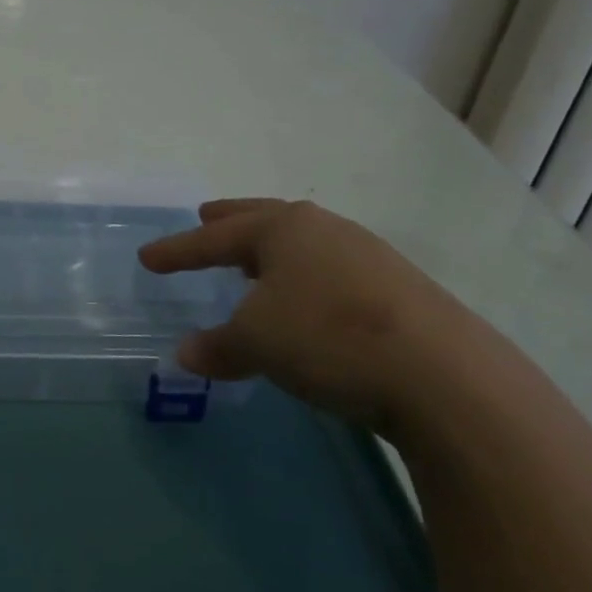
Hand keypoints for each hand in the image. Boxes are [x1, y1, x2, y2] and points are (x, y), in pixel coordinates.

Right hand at [137, 198, 490, 430]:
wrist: (444, 375)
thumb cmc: (329, 338)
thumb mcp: (258, 343)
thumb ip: (218, 346)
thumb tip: (186, 355)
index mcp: (283, 228)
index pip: (215, 237)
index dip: (178, 250)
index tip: (147, 258)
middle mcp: (324, 229)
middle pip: (264, 218)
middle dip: (230, 221)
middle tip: (205, 215)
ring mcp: (367, 255)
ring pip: (303, 243)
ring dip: (271, 249)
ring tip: (254, 260)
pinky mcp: (399, 288)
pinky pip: (332, 269)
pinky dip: (305, 276)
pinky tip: (308, 298)